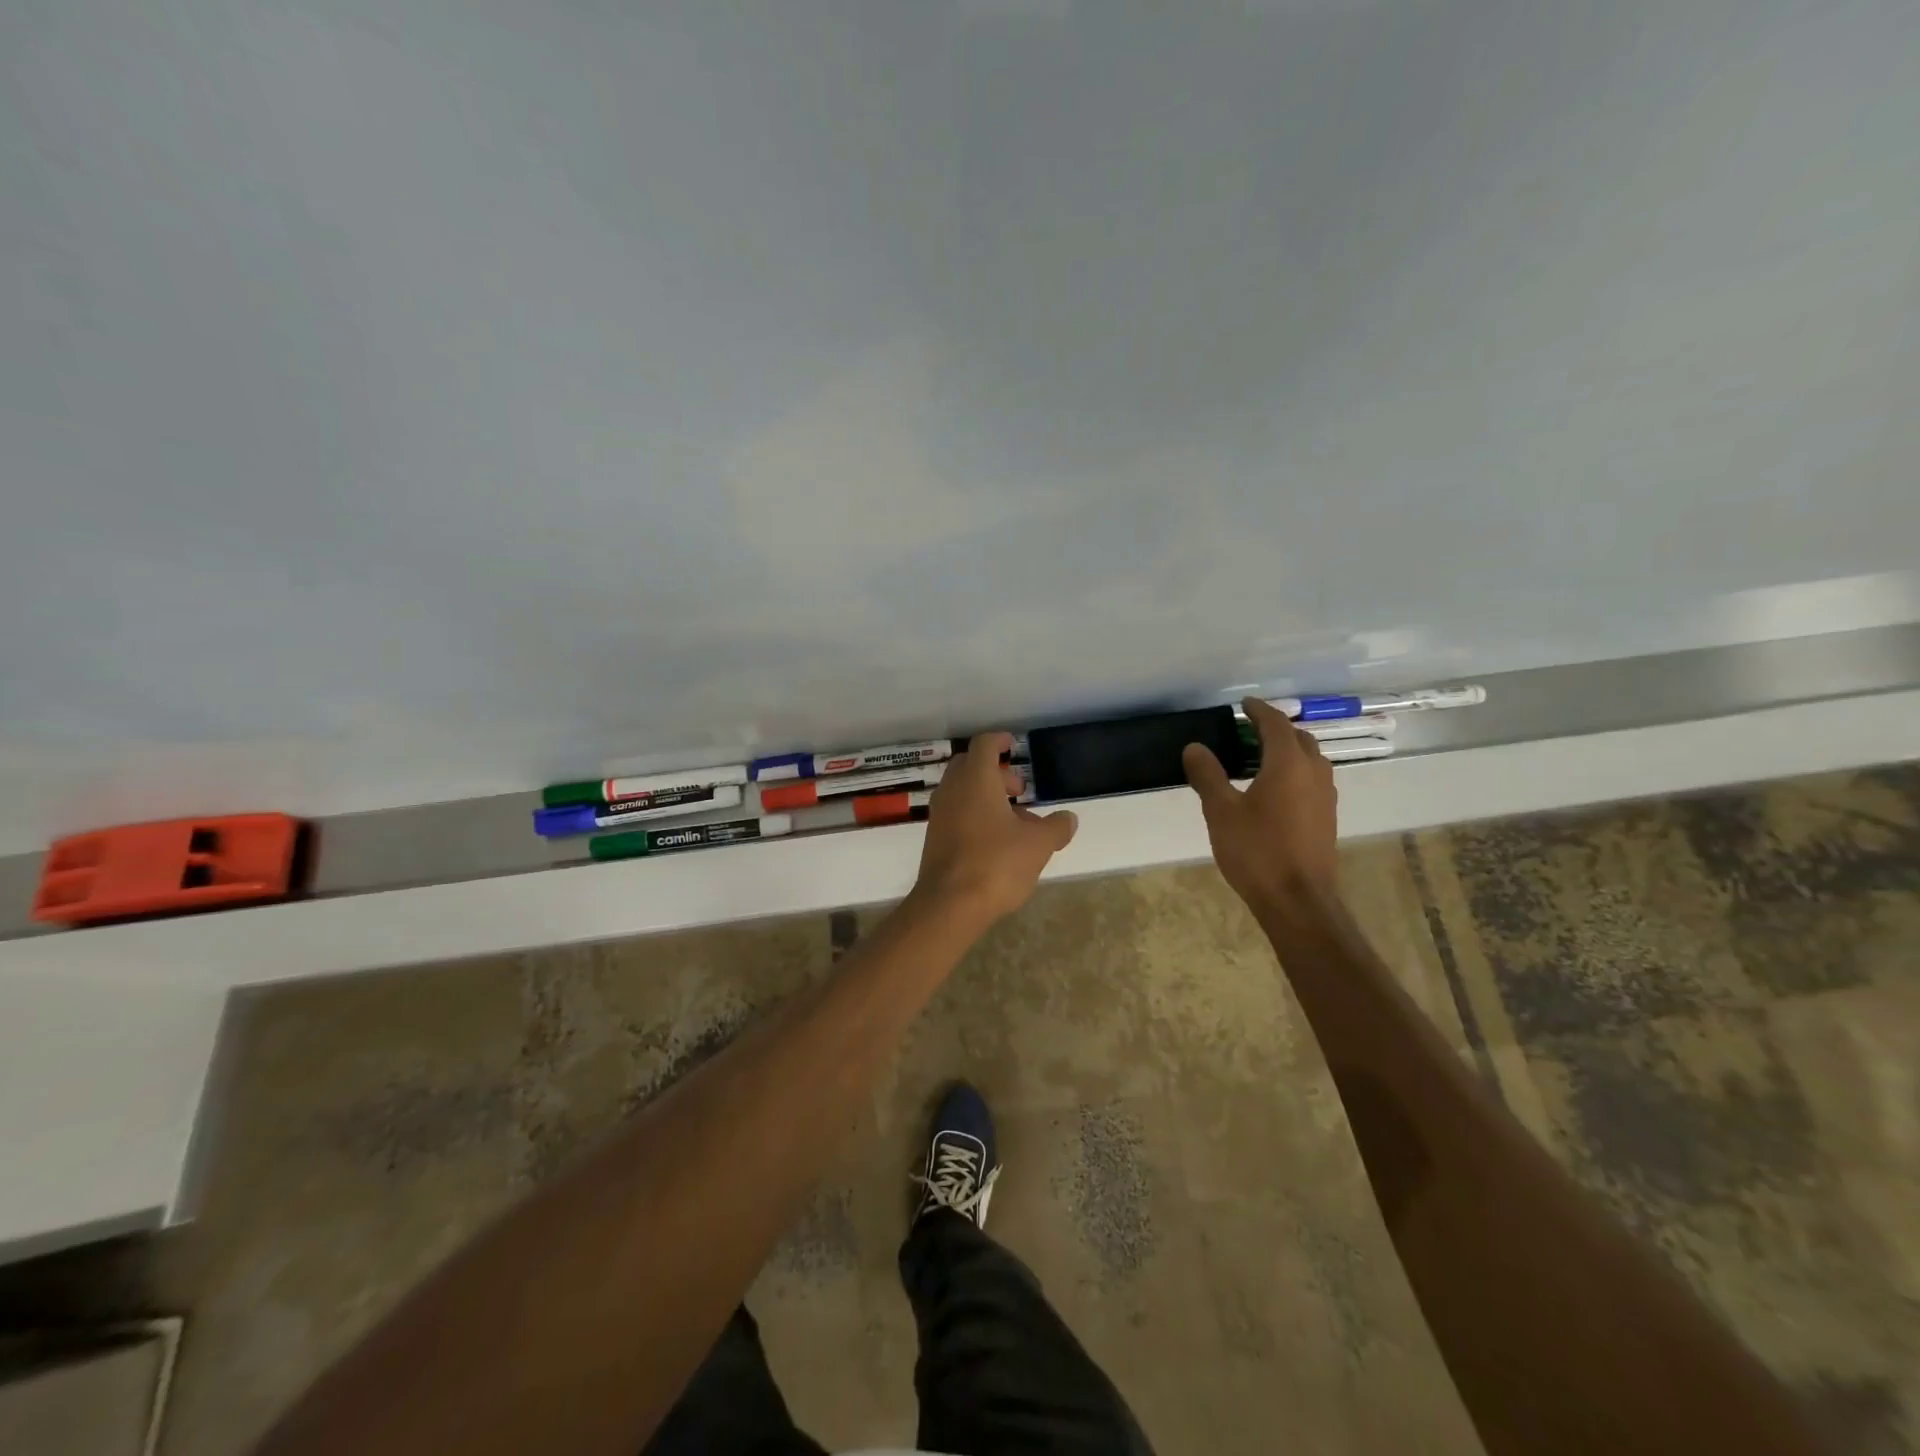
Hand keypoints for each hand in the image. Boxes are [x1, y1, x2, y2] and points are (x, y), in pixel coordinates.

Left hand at [913, 732, 1077, 925]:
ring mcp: (940, 815)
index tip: (1013, 745)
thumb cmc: (996, 863)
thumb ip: (1056, 827)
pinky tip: (997, 842)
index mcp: (976, 780)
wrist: (949, 905)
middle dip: (995, 772)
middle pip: (970, 766)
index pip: (984, 744)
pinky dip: (975, 815)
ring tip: (1016, 821)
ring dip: (987, 797)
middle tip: (1019, 789)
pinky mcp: (935, 839)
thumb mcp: (1038, 844)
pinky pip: (956, 814)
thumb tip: (1068, 818)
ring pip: (963, 792)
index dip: (999, 740)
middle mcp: (953, 790)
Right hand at [1183, 697, 1338, 912]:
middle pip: (1298, 738)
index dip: (1258, 710)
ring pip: (1309, 760)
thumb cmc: (1257, 851)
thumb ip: (1208, 776)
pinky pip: (1311, 780)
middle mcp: (1313, 773)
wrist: (1299, 901)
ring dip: (1287, 751)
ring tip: (1258, 760)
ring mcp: (1325, 796)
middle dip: (1275, 729)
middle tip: (1247, 732)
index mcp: (1288, 764)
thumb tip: (1195, 747)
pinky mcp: (1326, 818)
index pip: (1276, 724)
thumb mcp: (1221, 811)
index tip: (1243, 704)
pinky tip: (1272, 791)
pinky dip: (1293, 772)